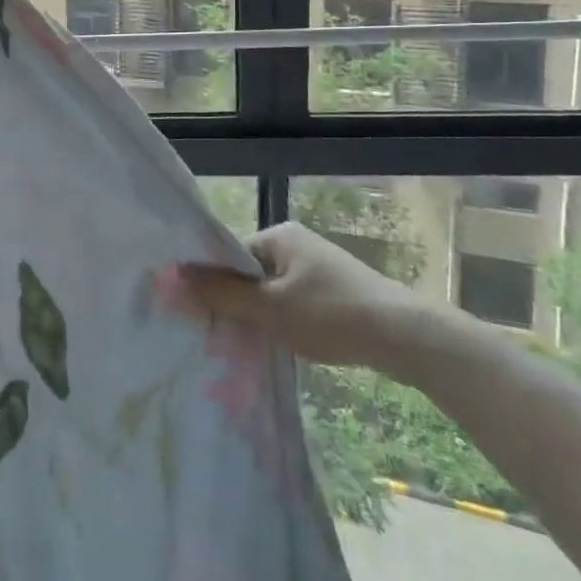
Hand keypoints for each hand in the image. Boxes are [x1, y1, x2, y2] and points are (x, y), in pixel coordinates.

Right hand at [180, 222, 446, 380]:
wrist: (406, 337)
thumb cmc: (330, 314)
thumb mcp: (268, 308)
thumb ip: (221, 294)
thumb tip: (175, 275)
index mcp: (279, 235)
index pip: (231, 255)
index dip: (215, 283)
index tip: (205, 315)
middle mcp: (297, 244)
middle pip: (252, 273)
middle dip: (240, 304)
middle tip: (227, 336)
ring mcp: (320, 268)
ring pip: (275, 292)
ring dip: (264, 316)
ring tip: (256, 345)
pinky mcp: (338, 292)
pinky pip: (297, 303)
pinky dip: (288, 322)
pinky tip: (288, 346)